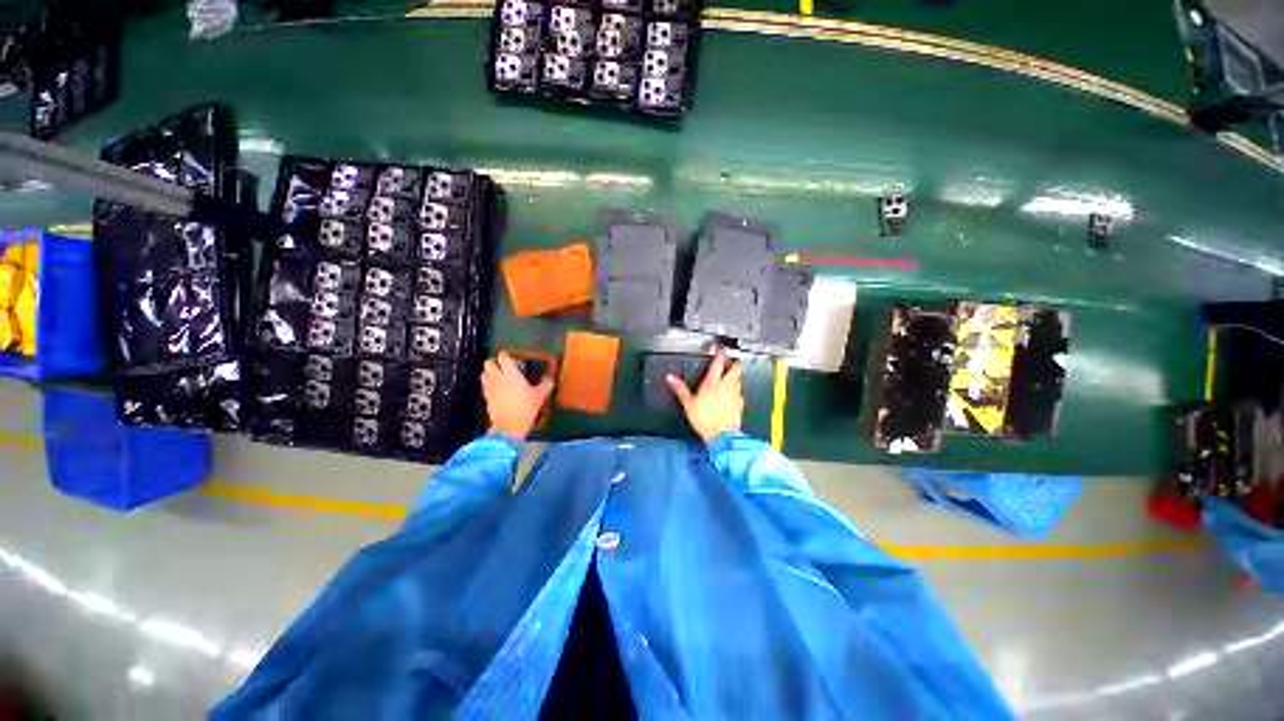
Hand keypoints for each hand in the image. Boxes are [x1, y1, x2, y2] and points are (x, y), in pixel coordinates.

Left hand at [482, 351, 554, 440]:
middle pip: (488, 363)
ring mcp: (490, 388)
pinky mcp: (486, 398)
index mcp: (511, 373)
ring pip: (483, 374)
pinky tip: (497, 390)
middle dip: (494, 362)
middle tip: (503, 366)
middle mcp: (498, 377)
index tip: (511, 356)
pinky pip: (485, 386)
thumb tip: (550, 380)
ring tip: (498, 377)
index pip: (503, 357)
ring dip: (489, 373)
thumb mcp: (539, 396)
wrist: (509, 425)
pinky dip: (489, 385)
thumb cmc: (526, 407)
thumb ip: (544, 386)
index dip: (506, 355)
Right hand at [667, 347, 743, 444]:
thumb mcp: (688, 404)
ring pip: (739, 379)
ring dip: (735, 375)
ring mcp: (736, 394)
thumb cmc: (705, 419)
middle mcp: (727, 385)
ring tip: (729, 376)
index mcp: (713, 382)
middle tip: (729, 361)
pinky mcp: (740, 404)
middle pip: (736, 368)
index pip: (719, 362)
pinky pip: (741, 392)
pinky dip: (737, 390)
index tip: (721, 348)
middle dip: (733, 362)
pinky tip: (733, 394)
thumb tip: (670, 378)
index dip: (721, 353)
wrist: (722, 436)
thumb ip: (680, 389)